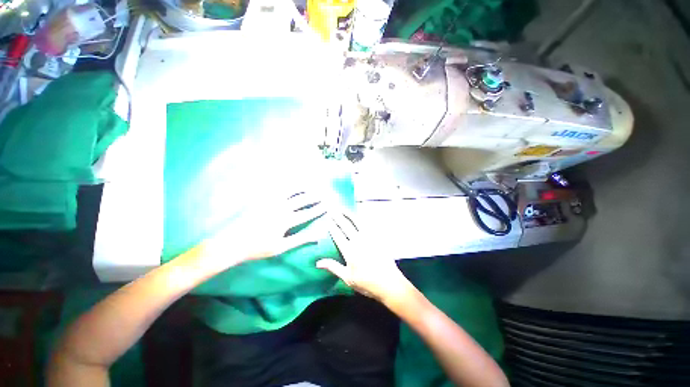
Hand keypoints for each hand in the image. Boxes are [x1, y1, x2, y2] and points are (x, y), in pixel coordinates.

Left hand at [197, 192, 325, 268]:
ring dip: (302, 187)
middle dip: (314, 196)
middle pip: (302, 200)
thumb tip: (317, 237)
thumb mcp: (281, 247)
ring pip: (290, 191)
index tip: (328, 205)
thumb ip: (300, 240)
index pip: (307, 213)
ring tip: (311, 184)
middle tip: (323, 192)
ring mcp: (270, 202)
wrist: (232, 242)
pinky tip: (290, 180)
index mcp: (286, 221)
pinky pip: (275, 188)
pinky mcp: (262, 199)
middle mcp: (281, 208)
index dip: (319, 209)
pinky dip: (285, 183)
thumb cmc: (258, 248)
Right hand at [317, 211, 411, 301]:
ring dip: (349, 214)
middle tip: (332, 209)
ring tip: (343, 209)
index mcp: (350, 251)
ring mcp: (369, 238)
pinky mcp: (377, 238)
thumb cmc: (366, 283)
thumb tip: (318, 262)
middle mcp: (358, 241)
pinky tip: (359, 216)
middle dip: (338, 216)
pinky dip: (362, 219)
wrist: (389, 283)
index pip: (338, 235)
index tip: (327, 219)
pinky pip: (369, 225)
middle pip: (346, 225)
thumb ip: (333, 267)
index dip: (332, 226)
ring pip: (358, 222)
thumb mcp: (347, 278)